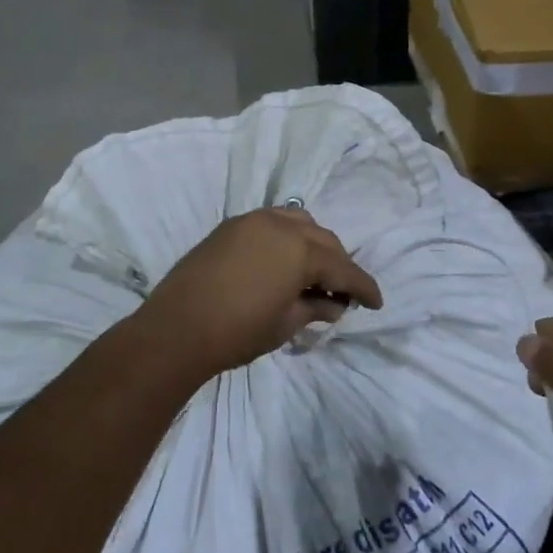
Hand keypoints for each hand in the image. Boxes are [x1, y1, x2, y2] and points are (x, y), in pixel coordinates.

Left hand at [135, 208, 382, 379]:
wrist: (176, 330)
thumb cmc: (237, 332)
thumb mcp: (285, 324)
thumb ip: (314, 308)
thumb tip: (335, 305)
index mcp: (300, 251)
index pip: (344, 268)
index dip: (363, 287)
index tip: (376, 303)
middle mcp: (281, 225)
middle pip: (324, 240)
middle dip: (339, 264)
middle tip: (344, 293)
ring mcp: (253, 220)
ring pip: (299, 222)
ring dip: (314, 244)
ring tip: (315, 273)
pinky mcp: (231, 225)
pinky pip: (272, 221)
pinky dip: (288, 236)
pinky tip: (285, 260)